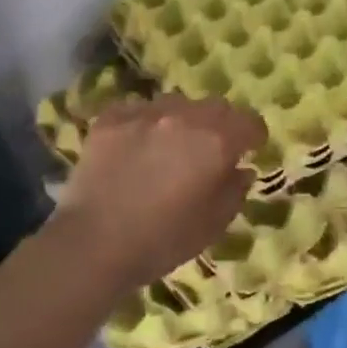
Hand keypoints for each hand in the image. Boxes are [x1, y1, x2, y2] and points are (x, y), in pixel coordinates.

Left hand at [48, 93, 263, 295]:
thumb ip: (234, 191)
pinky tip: (134, 148)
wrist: (92, 243)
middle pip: (214, 106)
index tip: (250, 149)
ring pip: (176, 104)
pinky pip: (138, 110)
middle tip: (210, 150)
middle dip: (220, 124)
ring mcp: (145, 111)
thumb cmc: (161, 241)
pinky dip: (144, 124)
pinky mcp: (112, 116)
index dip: (253, 136)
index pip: (249, 121)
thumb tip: (241, 169)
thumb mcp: (212, 226)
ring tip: (169, 147)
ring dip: (181, 121)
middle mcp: (185, 115)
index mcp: (216, 141)